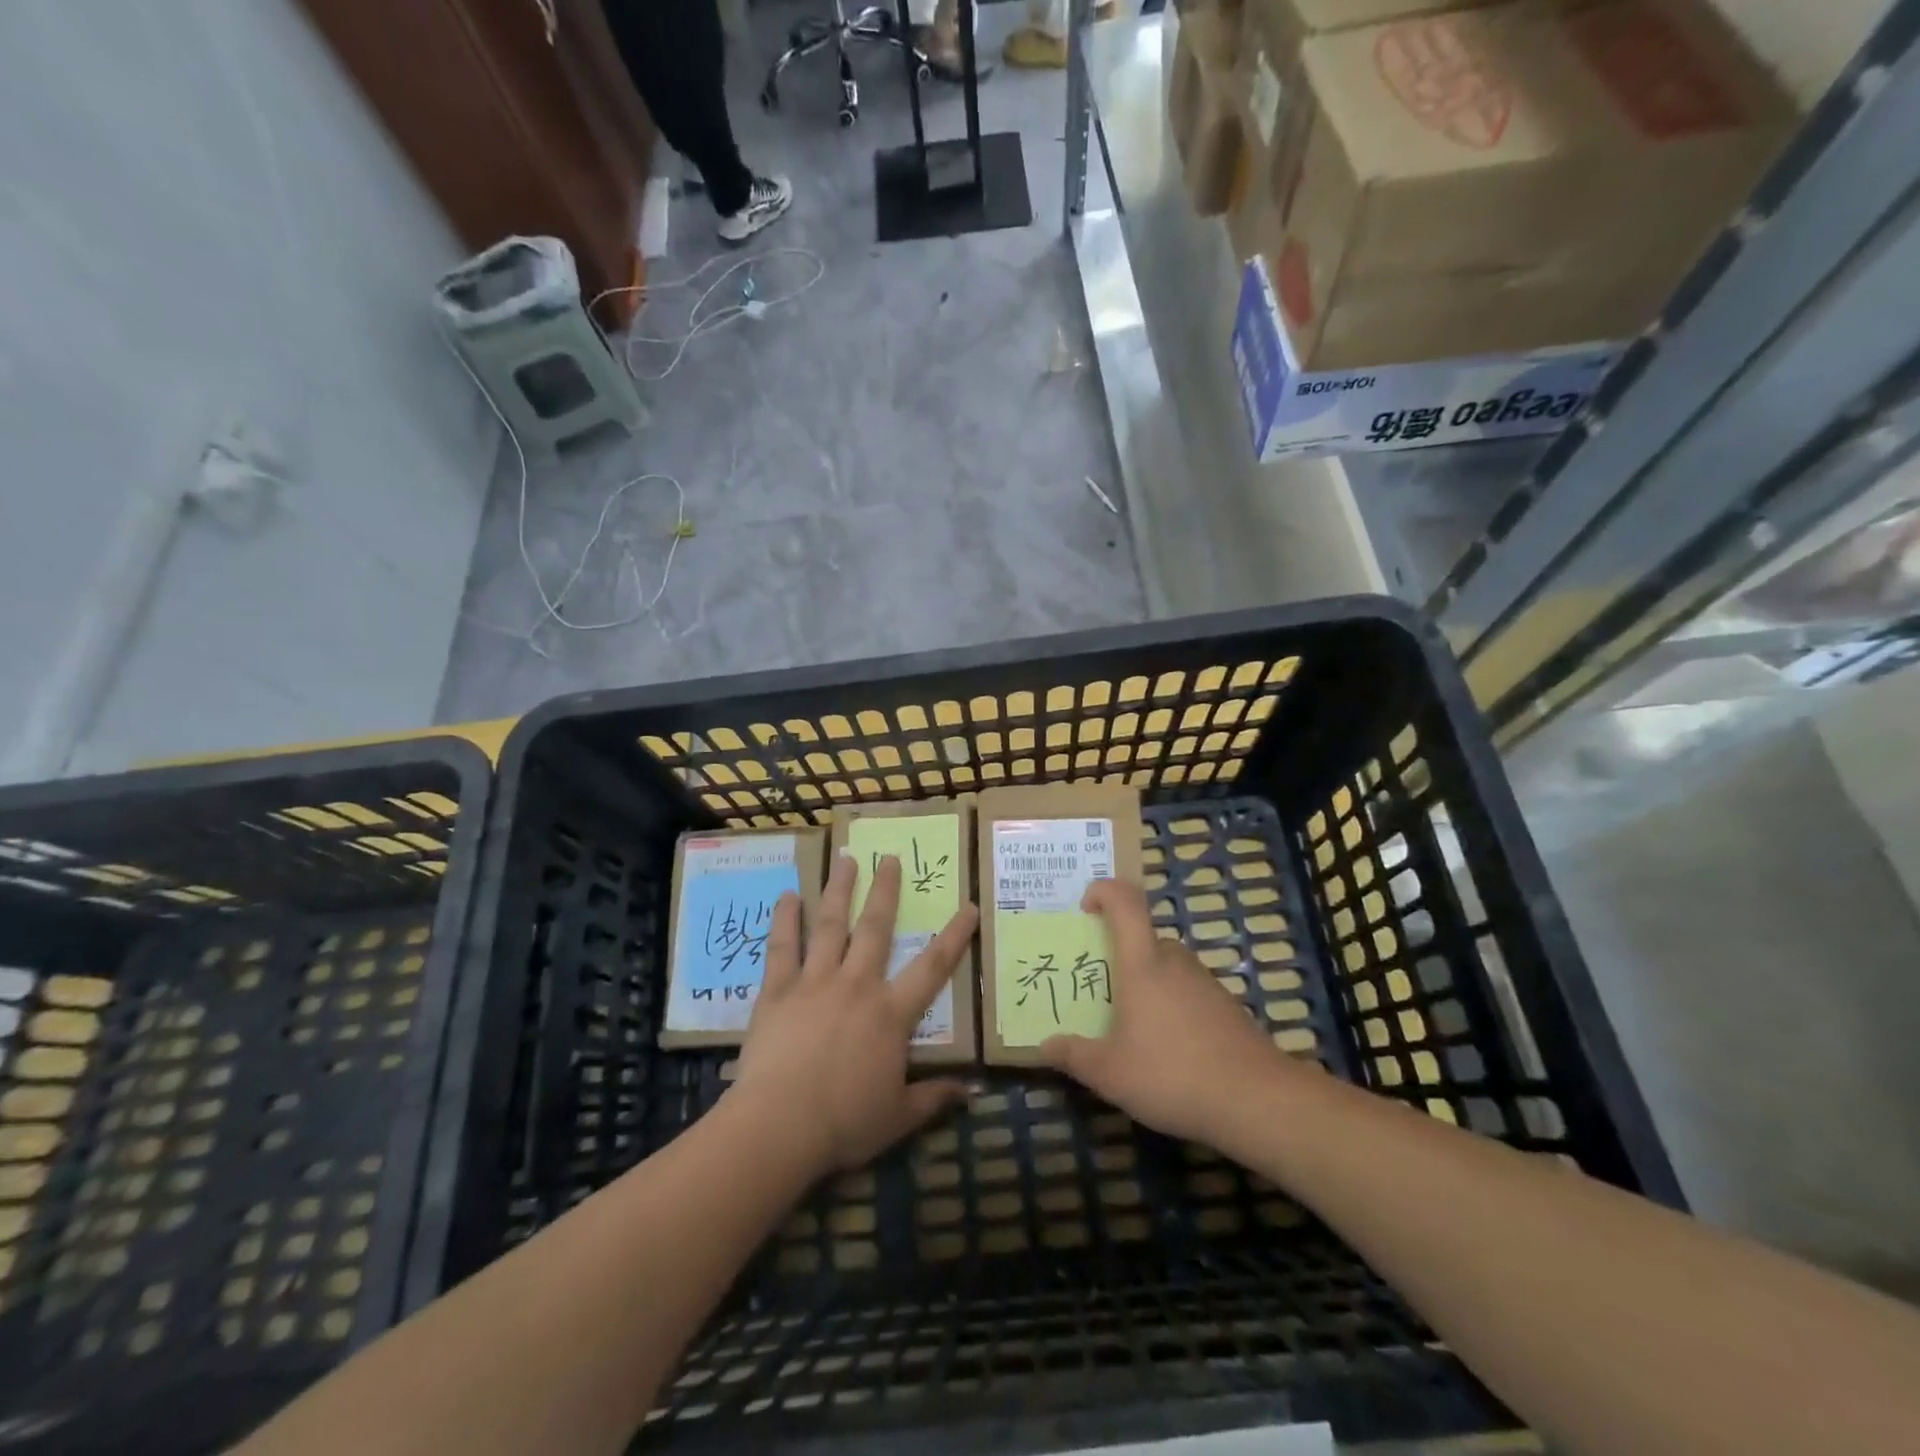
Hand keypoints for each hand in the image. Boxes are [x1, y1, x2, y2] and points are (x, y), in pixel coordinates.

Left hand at [733, 853, 976, 1175]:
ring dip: (839, 890)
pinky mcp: (778, 990)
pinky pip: (782, 947)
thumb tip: (973, 1093)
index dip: (954, 936)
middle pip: (875, 928)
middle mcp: (857, 985)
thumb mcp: (898, 1117)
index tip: (969, 905)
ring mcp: (815, 982)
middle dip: (886, 891)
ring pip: (831, 926)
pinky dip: (786, 920)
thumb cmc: (844, 1123)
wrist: (779, 1126)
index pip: (933, 968)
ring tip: (845, 859)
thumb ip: (934, 1098)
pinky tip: (788, 896)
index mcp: (890, 1013)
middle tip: (889, 858)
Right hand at [1040, 878, 1290, 1144]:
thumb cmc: (1172, 1074)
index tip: (1085, 908)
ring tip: (1130, 1026)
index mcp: (1143, 964)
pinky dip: (1171, 1007)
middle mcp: (1175, 962)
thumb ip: (1073, 1056)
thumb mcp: (1109, 1073)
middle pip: (1143, 938)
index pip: (1126, 902)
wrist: (1258, 1102)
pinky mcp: (1227, 1008)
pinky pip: (1188, 992)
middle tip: (1099, 989)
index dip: (1104, 891)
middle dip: (1118, 955)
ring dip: (1145, 984)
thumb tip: (1044, 1046)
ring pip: (1166, 967)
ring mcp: (1206, 983)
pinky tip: (1168, 1050)